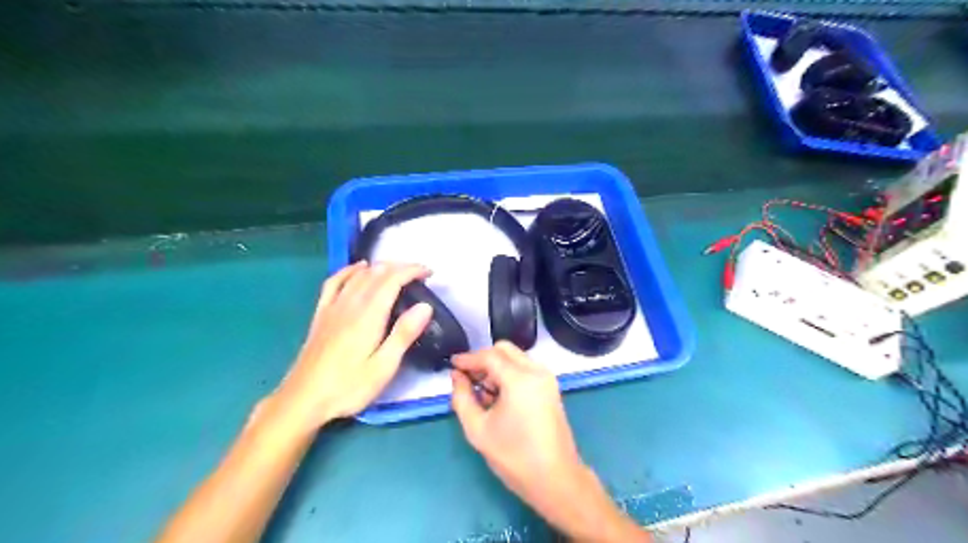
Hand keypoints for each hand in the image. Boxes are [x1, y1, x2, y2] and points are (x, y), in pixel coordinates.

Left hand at [270, 261, 431, 429]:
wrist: (302, 400)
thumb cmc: (348, 387)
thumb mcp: (383, 367)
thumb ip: (404, 334)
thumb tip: (425, 306)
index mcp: (368, 316)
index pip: (392, 280)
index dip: (412, 271)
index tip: (429, 273)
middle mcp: (350, 304)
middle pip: (376, 273)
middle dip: (400, 267)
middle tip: (420, 274)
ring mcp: (333, 307)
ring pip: (358, 275)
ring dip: (380, 267)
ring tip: (398, 270)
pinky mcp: (321, 314)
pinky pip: (334, 282)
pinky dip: (349, 270)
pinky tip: (358, 268)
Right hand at [447, 343, 581, 516]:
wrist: (556, 479)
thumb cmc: (514, 456)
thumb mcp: (478, 429)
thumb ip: (462, 398)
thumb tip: (456, 376)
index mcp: (520, 379)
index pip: (489, 356)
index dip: (468, 358)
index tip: (451, 364)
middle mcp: (536, 371)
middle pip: (504, 350)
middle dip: (483, 359)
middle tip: (467, 378)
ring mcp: (547, 378)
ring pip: (516, 358)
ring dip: (497, 366)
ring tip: (482, 392)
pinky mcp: (551, 387)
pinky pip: (526, 369)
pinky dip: (509, 373)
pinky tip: (499, 396)